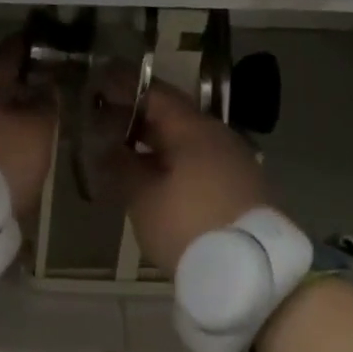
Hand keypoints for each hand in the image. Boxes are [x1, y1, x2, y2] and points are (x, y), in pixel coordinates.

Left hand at [0, 36, 56, 220]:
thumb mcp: (37, 130)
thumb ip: (47, 102)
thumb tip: (47, 86)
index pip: (14, 47)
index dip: (40, 42)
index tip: (62, 44)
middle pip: (1, 78)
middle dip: (28, 80)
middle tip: (58, 86)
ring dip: (14, 109)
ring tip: (42, 120)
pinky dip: (2, 133)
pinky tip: (18, 146)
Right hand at [109, 80, 272, 275]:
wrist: (253, 270)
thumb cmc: (189, 226)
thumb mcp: (143, 198)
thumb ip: (121, 166)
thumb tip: (104, 146)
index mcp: (193, 129)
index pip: (155, 94)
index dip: (125, 86)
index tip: (100, 81)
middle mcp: (218, 136)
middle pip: (173, 116)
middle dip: (138, 116)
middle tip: (105, 119)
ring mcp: (234, 161)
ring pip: (187, 141)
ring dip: (156, 142)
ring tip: (124, 151)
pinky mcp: (242, 187)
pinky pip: (200, 161)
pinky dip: (173, 161)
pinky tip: (156, 177)